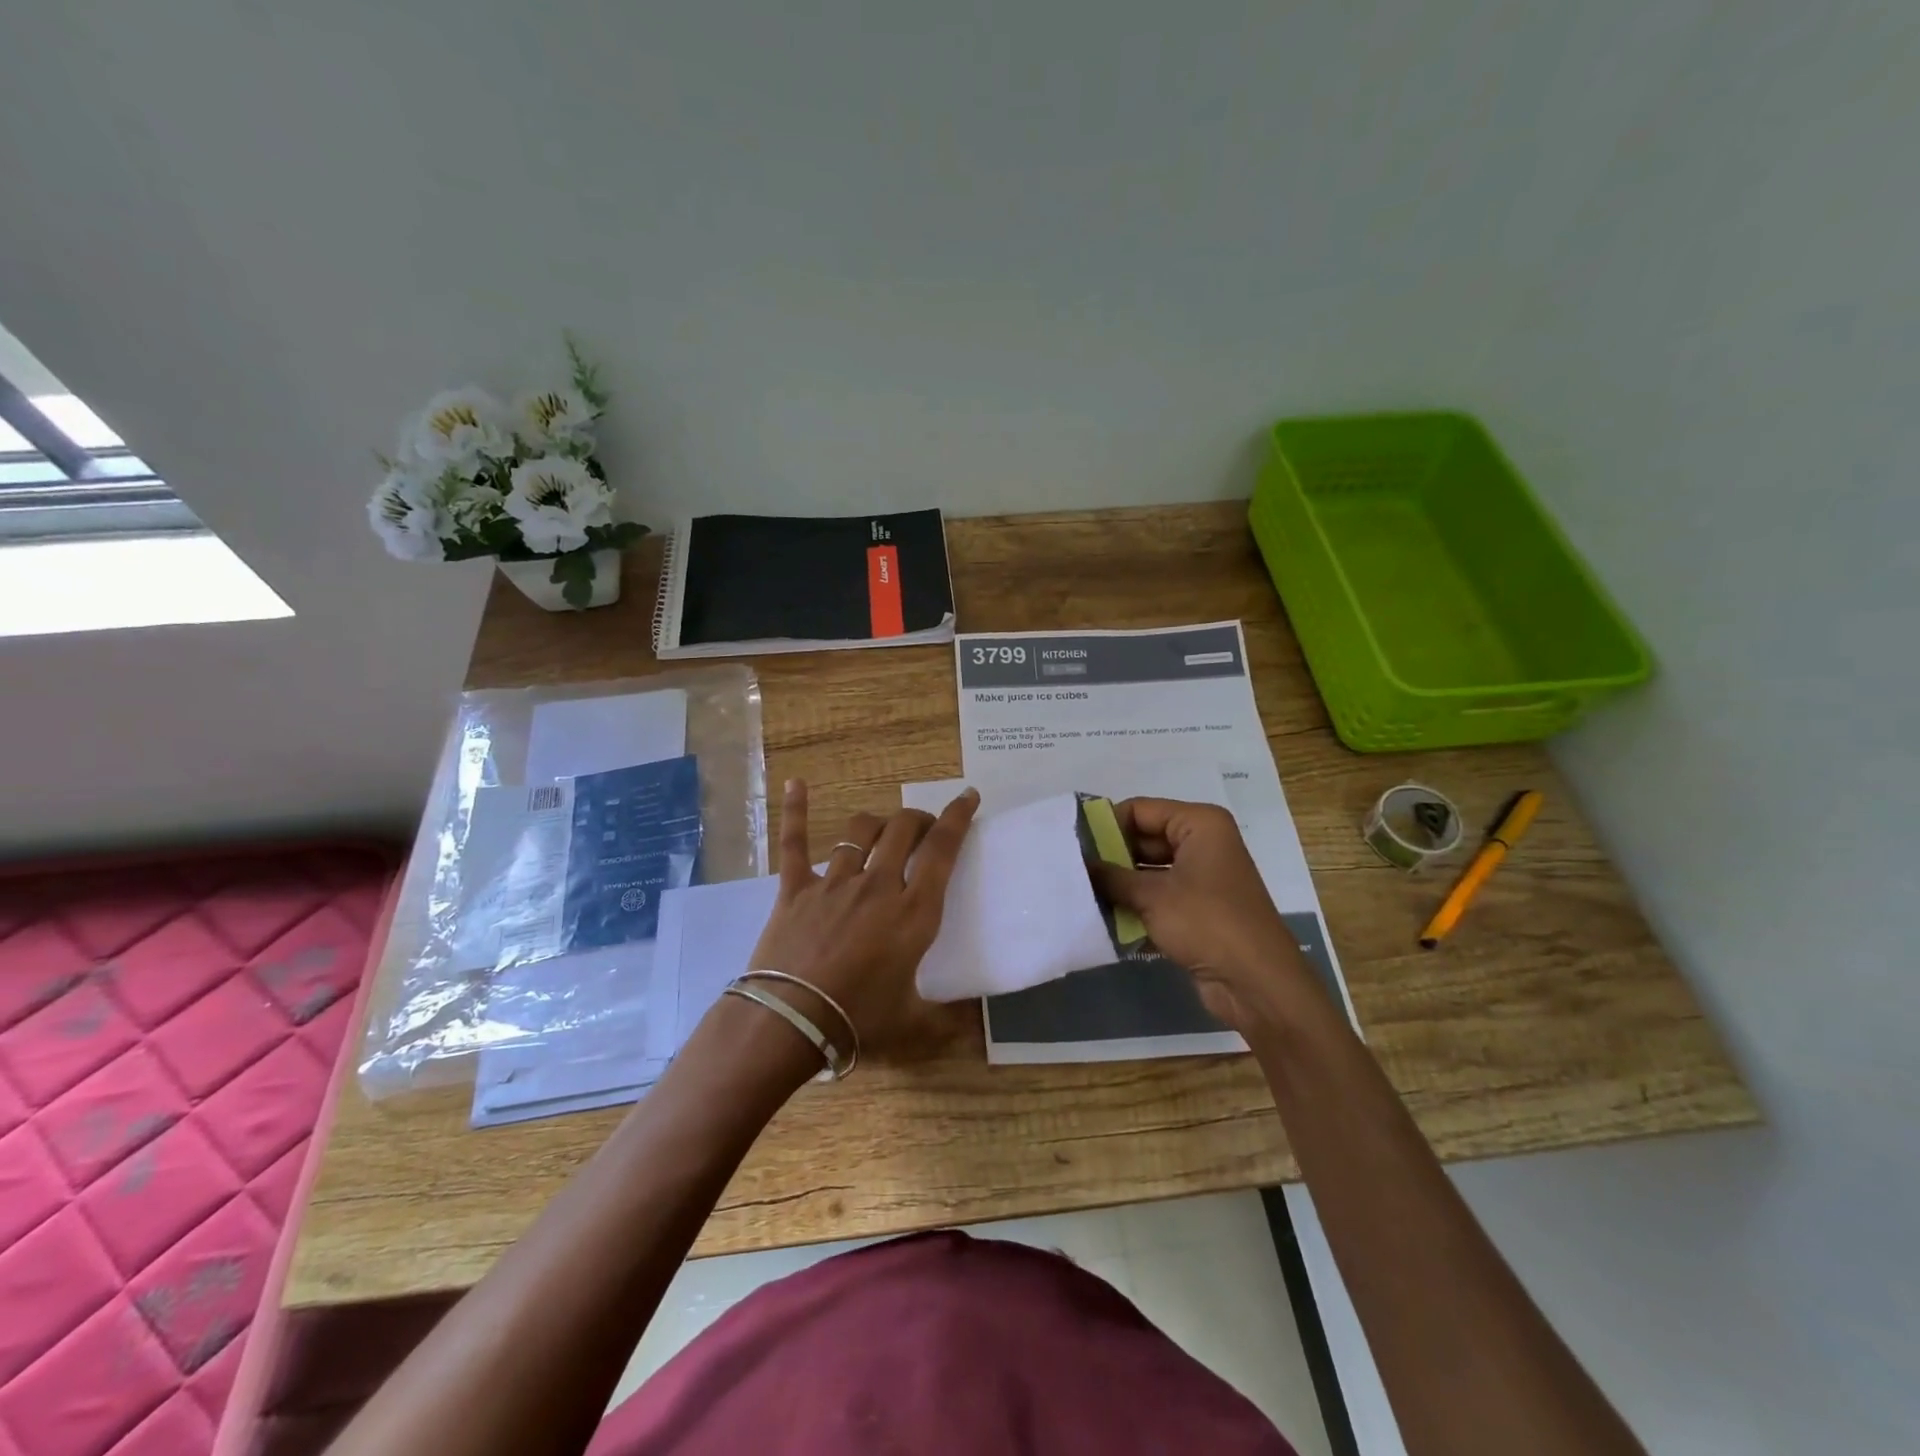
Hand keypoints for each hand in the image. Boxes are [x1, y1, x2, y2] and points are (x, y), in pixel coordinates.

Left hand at [747, 778, 978, 1058]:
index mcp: (913, 913)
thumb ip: (950, 1019)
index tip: (968, 796)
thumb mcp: (914, 1025)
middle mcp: (877, 886)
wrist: (788, 1023)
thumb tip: (979, 1021)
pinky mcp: (795, 888)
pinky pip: (794, 842)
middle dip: (919, 819)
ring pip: (860, 831)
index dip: (958, 818)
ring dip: (878, 823)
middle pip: (903, 830)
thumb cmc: (857, 1022)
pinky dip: (796, 810)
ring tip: (885, 829)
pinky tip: (796, 782)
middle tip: (925, 829)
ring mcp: (834, 882)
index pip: (942, 851)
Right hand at [1093, 798, 1313, 1035]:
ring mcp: (1203, 877)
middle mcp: (1203, 843)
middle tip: (1072, 869)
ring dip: (1120, 883)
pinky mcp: (1199, 908)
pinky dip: (1136, 904)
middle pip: (1145, 839)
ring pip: (1150, 870)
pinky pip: (1159, 895)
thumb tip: (1079, 864)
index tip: (1071, 842)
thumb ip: (1111, 876)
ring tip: (1080, 892)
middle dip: (1111, 856)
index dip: (1106, 823)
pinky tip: (1104, 916)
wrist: (1256, 983)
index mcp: (1199, 824)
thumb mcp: (1151, 896)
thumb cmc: (1206, 922)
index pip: (1141, 810)